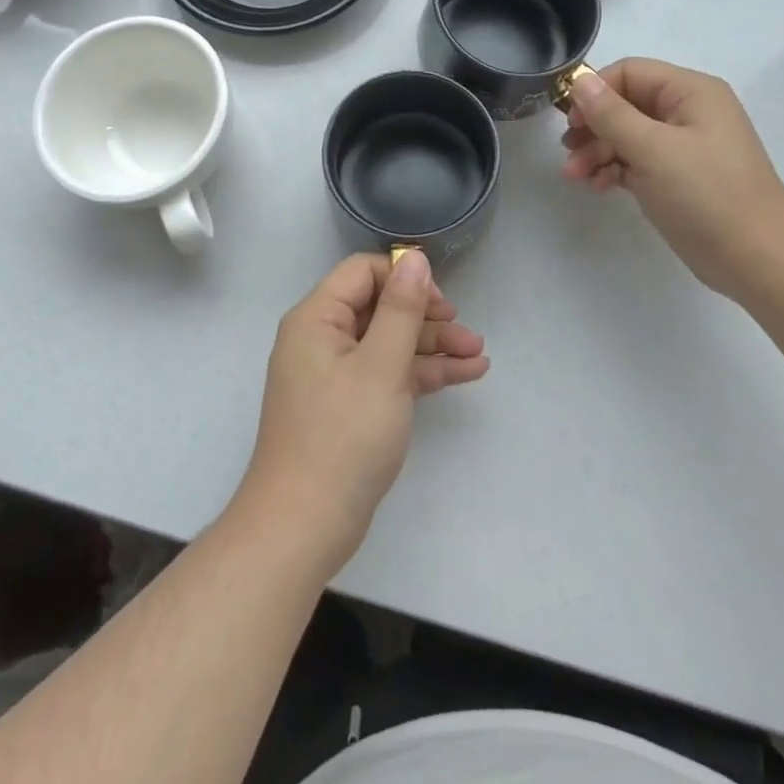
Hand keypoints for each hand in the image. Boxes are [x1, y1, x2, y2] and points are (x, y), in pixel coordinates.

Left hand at [234, 251, 488, 578]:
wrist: (304, 526)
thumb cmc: (343, 436)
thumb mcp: (381, 366)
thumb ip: (401, 309)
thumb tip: (413, 258)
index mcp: (317, 318)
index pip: (362, 273)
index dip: (403, 279)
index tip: (440, 302)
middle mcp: (321, 338)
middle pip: (380, 308)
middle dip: (427, 317)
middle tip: (466, 331)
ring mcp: (334, 374)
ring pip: (389, 343)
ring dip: (432, 346)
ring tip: (479, 355)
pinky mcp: (348, 406)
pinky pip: (388, 374)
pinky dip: (422, 373)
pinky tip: (465, 374)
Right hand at [560, 59, 783, 300]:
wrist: (758, 260)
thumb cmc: (707, 195)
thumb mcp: (652, 150)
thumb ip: (611, 114)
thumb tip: (579, 81)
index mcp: (690, 92)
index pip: (630, 72)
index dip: (595, 91)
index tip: (571, 121)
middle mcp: (687, 112)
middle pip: (625, 104)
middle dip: (593, 127)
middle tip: (569, 152)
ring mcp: (683, 146)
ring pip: (627, 135)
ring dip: (597, 151)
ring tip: (575, 176)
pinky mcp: (678, 177)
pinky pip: (636, 161)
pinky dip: (614, 169)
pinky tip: (597, 186)